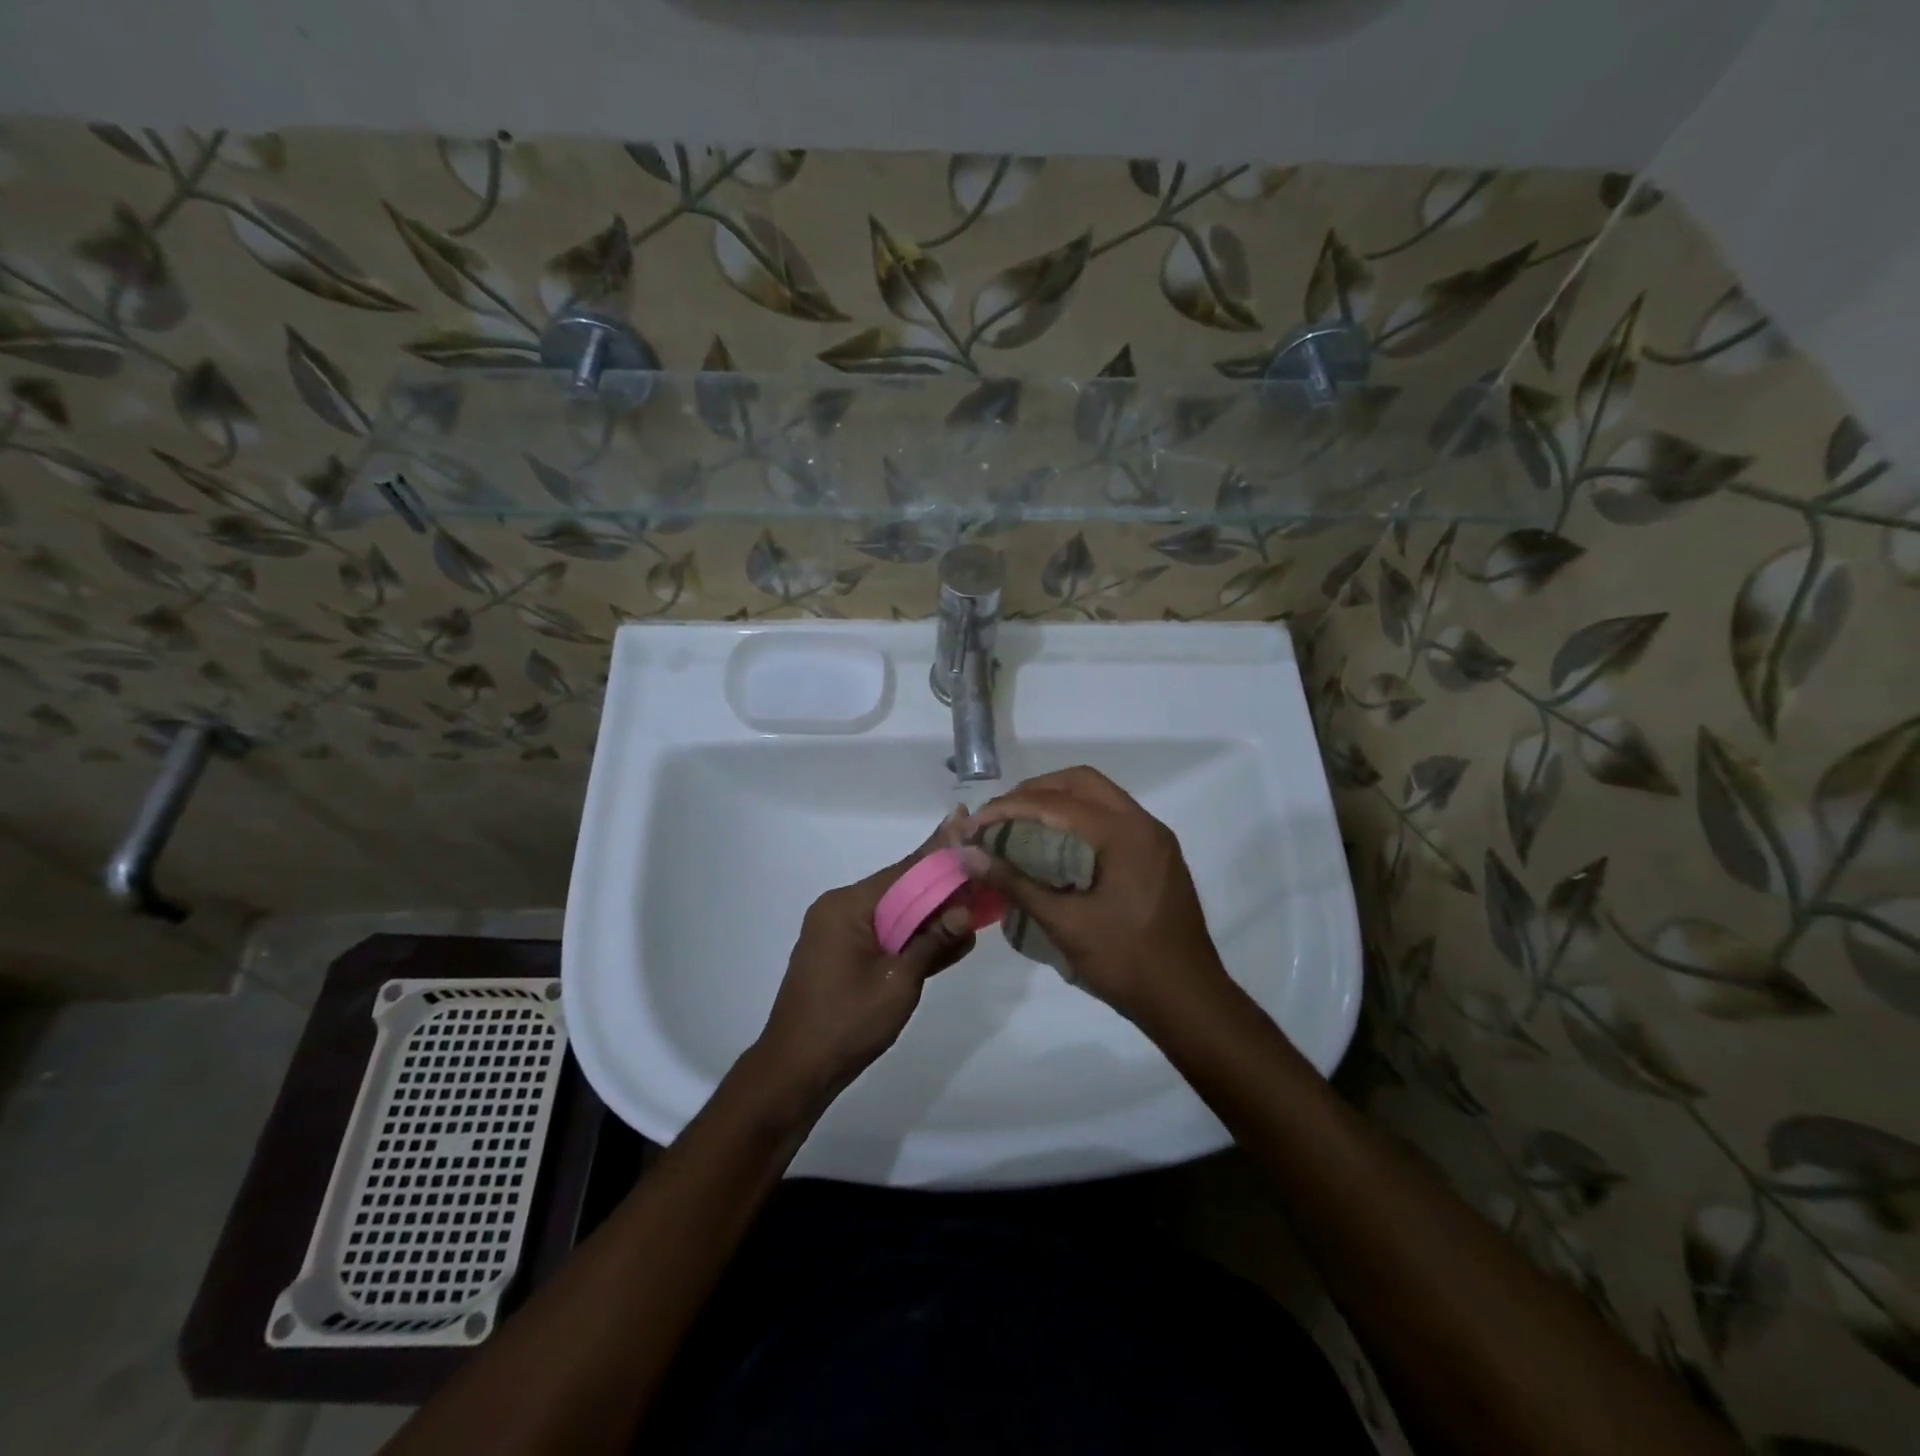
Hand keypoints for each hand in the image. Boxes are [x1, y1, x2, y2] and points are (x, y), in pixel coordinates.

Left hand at [752, 814, 978, 1113]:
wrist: (795, 1071)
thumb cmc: (846, 1024)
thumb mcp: (898, 982)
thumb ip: (932, 941)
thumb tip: (965, 910)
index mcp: (848, 906)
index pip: (905, 869)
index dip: (940, 850)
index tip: (966, 821)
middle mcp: (841, 909)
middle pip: (902, 888)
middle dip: (942, 883)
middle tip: (982, 868)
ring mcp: (840, 932)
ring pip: (897, 913)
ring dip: (932, 913)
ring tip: (975, 902)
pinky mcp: (844, 954)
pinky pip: (886, 934)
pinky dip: (913, 935)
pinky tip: (950, 936)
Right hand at [960, 767, 1227, 1027]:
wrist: (1189, 1001)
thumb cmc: (1127, 962)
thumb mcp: (1066, 924)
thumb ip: (1017, 884)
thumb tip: (970, 856)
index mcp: (1125, 835)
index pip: (1058, 802)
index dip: (1011, 807)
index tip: (977, 823)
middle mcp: (1143, 824)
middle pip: (1081, 783)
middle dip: (1035, 791)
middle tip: (1000, 815)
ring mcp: (1154, 839)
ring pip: (1099, 797)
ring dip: (1058, 801)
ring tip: (1020, 824)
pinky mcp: (1156, 855)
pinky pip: (1112, 818)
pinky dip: (1078, 819)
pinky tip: (1054, 844)